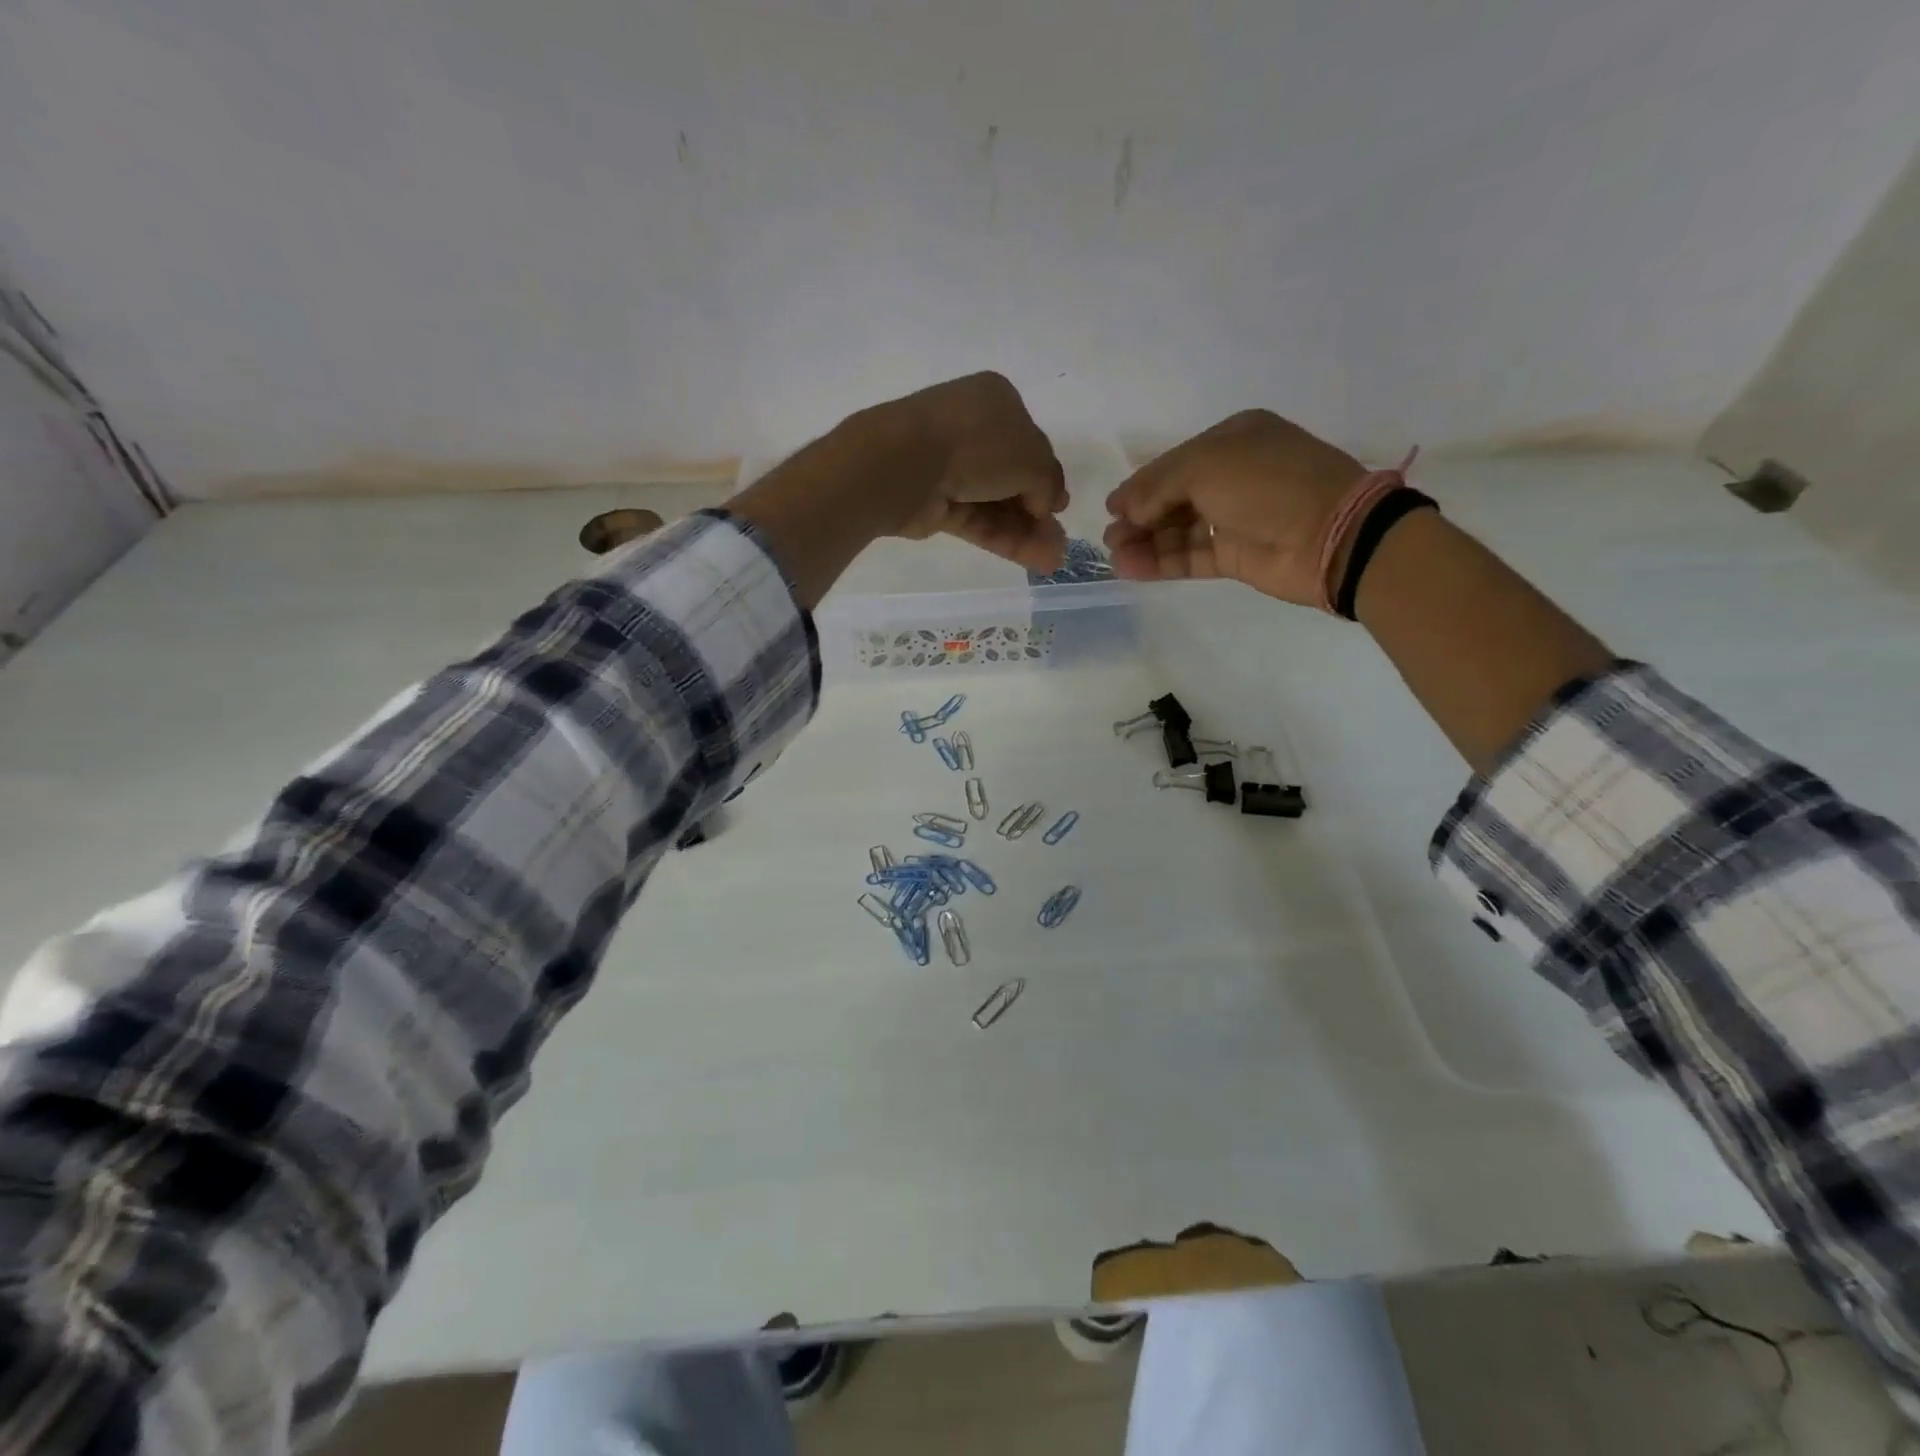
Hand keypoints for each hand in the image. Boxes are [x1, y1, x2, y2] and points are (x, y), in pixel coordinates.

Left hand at [860, 372, 1069, 573]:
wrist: (905, 463)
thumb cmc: (976, 443)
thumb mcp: (1032, 457)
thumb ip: (1049, 481)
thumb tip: (1047, 504)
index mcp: (996, 400)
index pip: (1030, 441)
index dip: (1047, 475)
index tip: (1060, 506)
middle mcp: (972, 429)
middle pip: (1013, 476)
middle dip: (1038, 510)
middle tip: (1059, 540)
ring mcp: (950, 467)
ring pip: (996, 503)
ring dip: (1026, 531)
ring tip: (1053, 560)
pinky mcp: (936, 503)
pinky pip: (977, 521)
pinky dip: (1004, 539)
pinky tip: (1034, 560)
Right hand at [1102, 410, 1365, 605]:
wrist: (1330, 535)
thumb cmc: (1268, 484)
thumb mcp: (1207, 465)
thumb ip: (1158, 485)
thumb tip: (1124, 508)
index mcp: (1232, 440)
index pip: (1173, 463)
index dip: (1140, 486)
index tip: (1112, 508)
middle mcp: (1232, 476)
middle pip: (1172, 498)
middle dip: (1139, 517)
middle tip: (1111, 537)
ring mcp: (1234, 518)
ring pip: (1178, 530)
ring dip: (1145, 542)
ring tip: (1116, 556)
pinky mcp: (1235, 555)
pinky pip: (1189, 556)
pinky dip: (1161, 562)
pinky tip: (1132, 568)